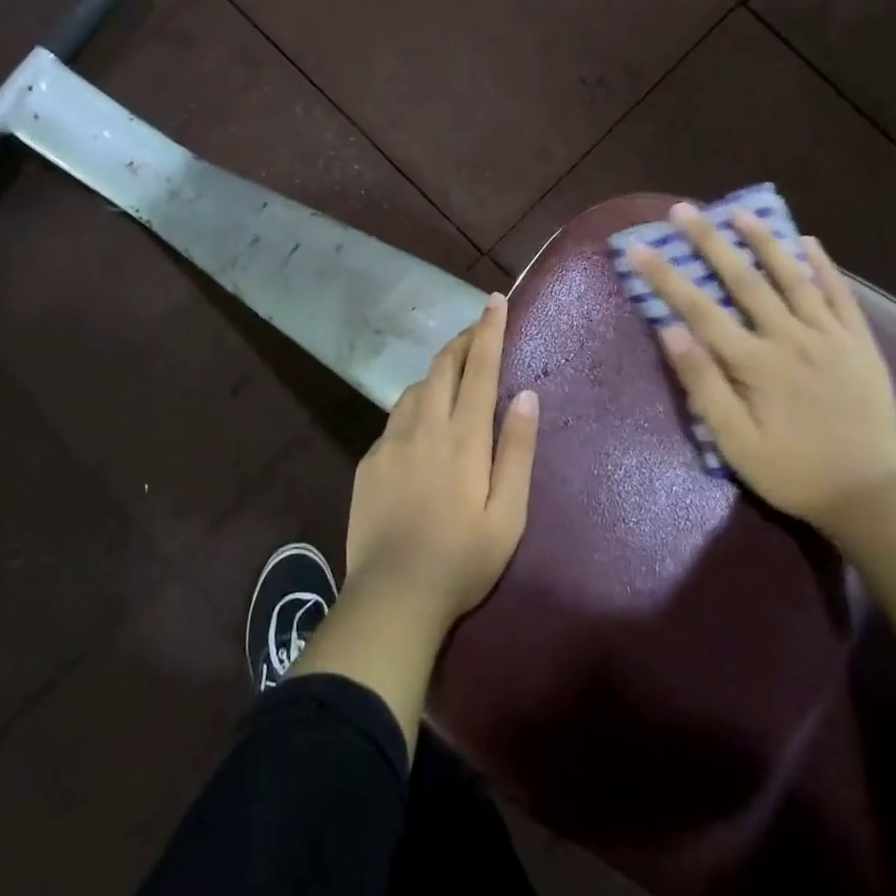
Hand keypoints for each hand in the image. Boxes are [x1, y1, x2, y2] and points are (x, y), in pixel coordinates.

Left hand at [344, 293, 539, 630]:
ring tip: (453, 375)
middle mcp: (424, 425)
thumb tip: (525, 394)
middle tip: (476, 328)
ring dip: (437, 372)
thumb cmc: (462, 559)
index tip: (494, 300)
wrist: (392, 595)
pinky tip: (420, 423)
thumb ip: (517, 450)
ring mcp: (391, 440)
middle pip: (443, 366)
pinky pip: (395, 416)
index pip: (479, 367)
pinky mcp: (370, 459)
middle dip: (461, 340)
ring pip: (416, 387)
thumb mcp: (508, 513)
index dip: (488, 330)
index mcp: (463, 436)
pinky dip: (415, 404)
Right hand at [631, 204, 895, 535]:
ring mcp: (830, 337)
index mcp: (755, 363)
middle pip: (743, 280)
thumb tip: (670, 330)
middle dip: (709, 241)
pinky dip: (824, 266)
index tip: (638, 247)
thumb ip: (703, 384)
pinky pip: (841, 295)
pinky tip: (808, 242)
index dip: (665, 276)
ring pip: (793, 278)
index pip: (699, 309)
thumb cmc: (792, 472)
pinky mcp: (861, 344)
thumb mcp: (735, 442)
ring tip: (740, 212)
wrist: (871, 496)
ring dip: (764, 242)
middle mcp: (791, 338)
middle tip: (684, 210)